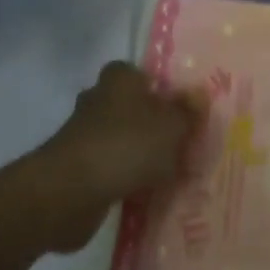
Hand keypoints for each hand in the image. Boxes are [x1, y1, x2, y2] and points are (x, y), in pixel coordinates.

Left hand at [33, 62, 205, 252]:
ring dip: (138, 153)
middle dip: (151, 123)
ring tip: (167, 173)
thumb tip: (200, 93)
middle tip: (180, 142)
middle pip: (132, 107)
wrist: (69, 193)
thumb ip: (187, 111)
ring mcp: (84, 134)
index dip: (162, 90)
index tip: (181, 112)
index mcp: (120, 79)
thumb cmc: (126, 145)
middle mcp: (99, 99)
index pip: (142, 75)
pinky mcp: (76, 168)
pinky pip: (109, 167)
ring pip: (121, 138)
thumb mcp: (171, 126)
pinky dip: (124, 178)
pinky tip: (145, 194)